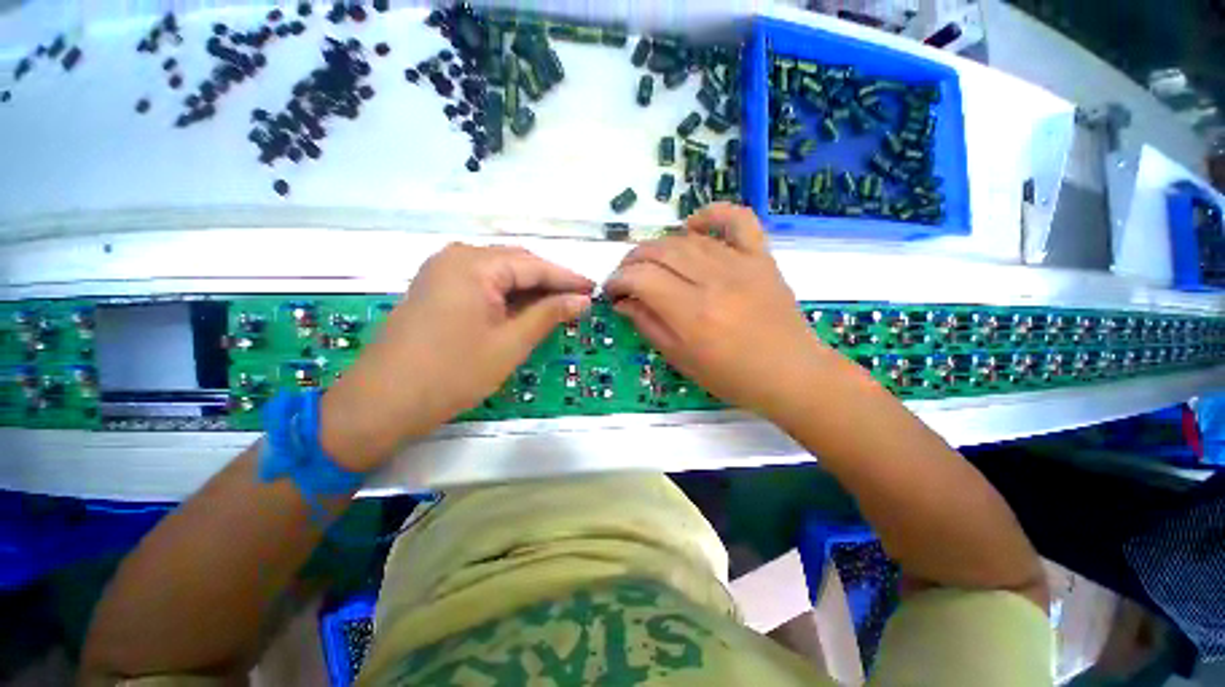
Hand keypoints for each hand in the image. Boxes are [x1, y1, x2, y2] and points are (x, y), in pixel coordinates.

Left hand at [321, 244, 593, 470]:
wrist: (383, 402)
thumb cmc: (453, 373)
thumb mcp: (510, 344)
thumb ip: (549, 314)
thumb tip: (583, 300)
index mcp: (474, 264)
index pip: (534, 265)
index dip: (568, 278)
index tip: (594, 290)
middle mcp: (456, 257)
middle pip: (516, 263)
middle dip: (549, 282)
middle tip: (579, 300)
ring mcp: (442, 271)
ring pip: (500, 273)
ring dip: (529, 289)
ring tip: (558, 306)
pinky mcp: (436, 288)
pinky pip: (482, 283)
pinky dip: (507, 295)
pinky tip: (524, 309)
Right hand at [605, 203, 830, 420]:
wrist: (791, 374)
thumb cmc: (731, 376)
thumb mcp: (680, 359)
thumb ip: (648, 325)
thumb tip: (623, 301)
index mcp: (692, 313)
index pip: (641, 278)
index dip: (618, 280)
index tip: (611, 291)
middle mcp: (713, 281)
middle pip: (660, 252)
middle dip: (632, 260)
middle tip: (626, 276)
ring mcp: (740, 264)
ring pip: (688, 239)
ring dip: (660, 246)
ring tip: (651, 262)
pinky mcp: (761, 258)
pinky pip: (737, 220)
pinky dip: (712, 214)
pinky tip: (693, 225)